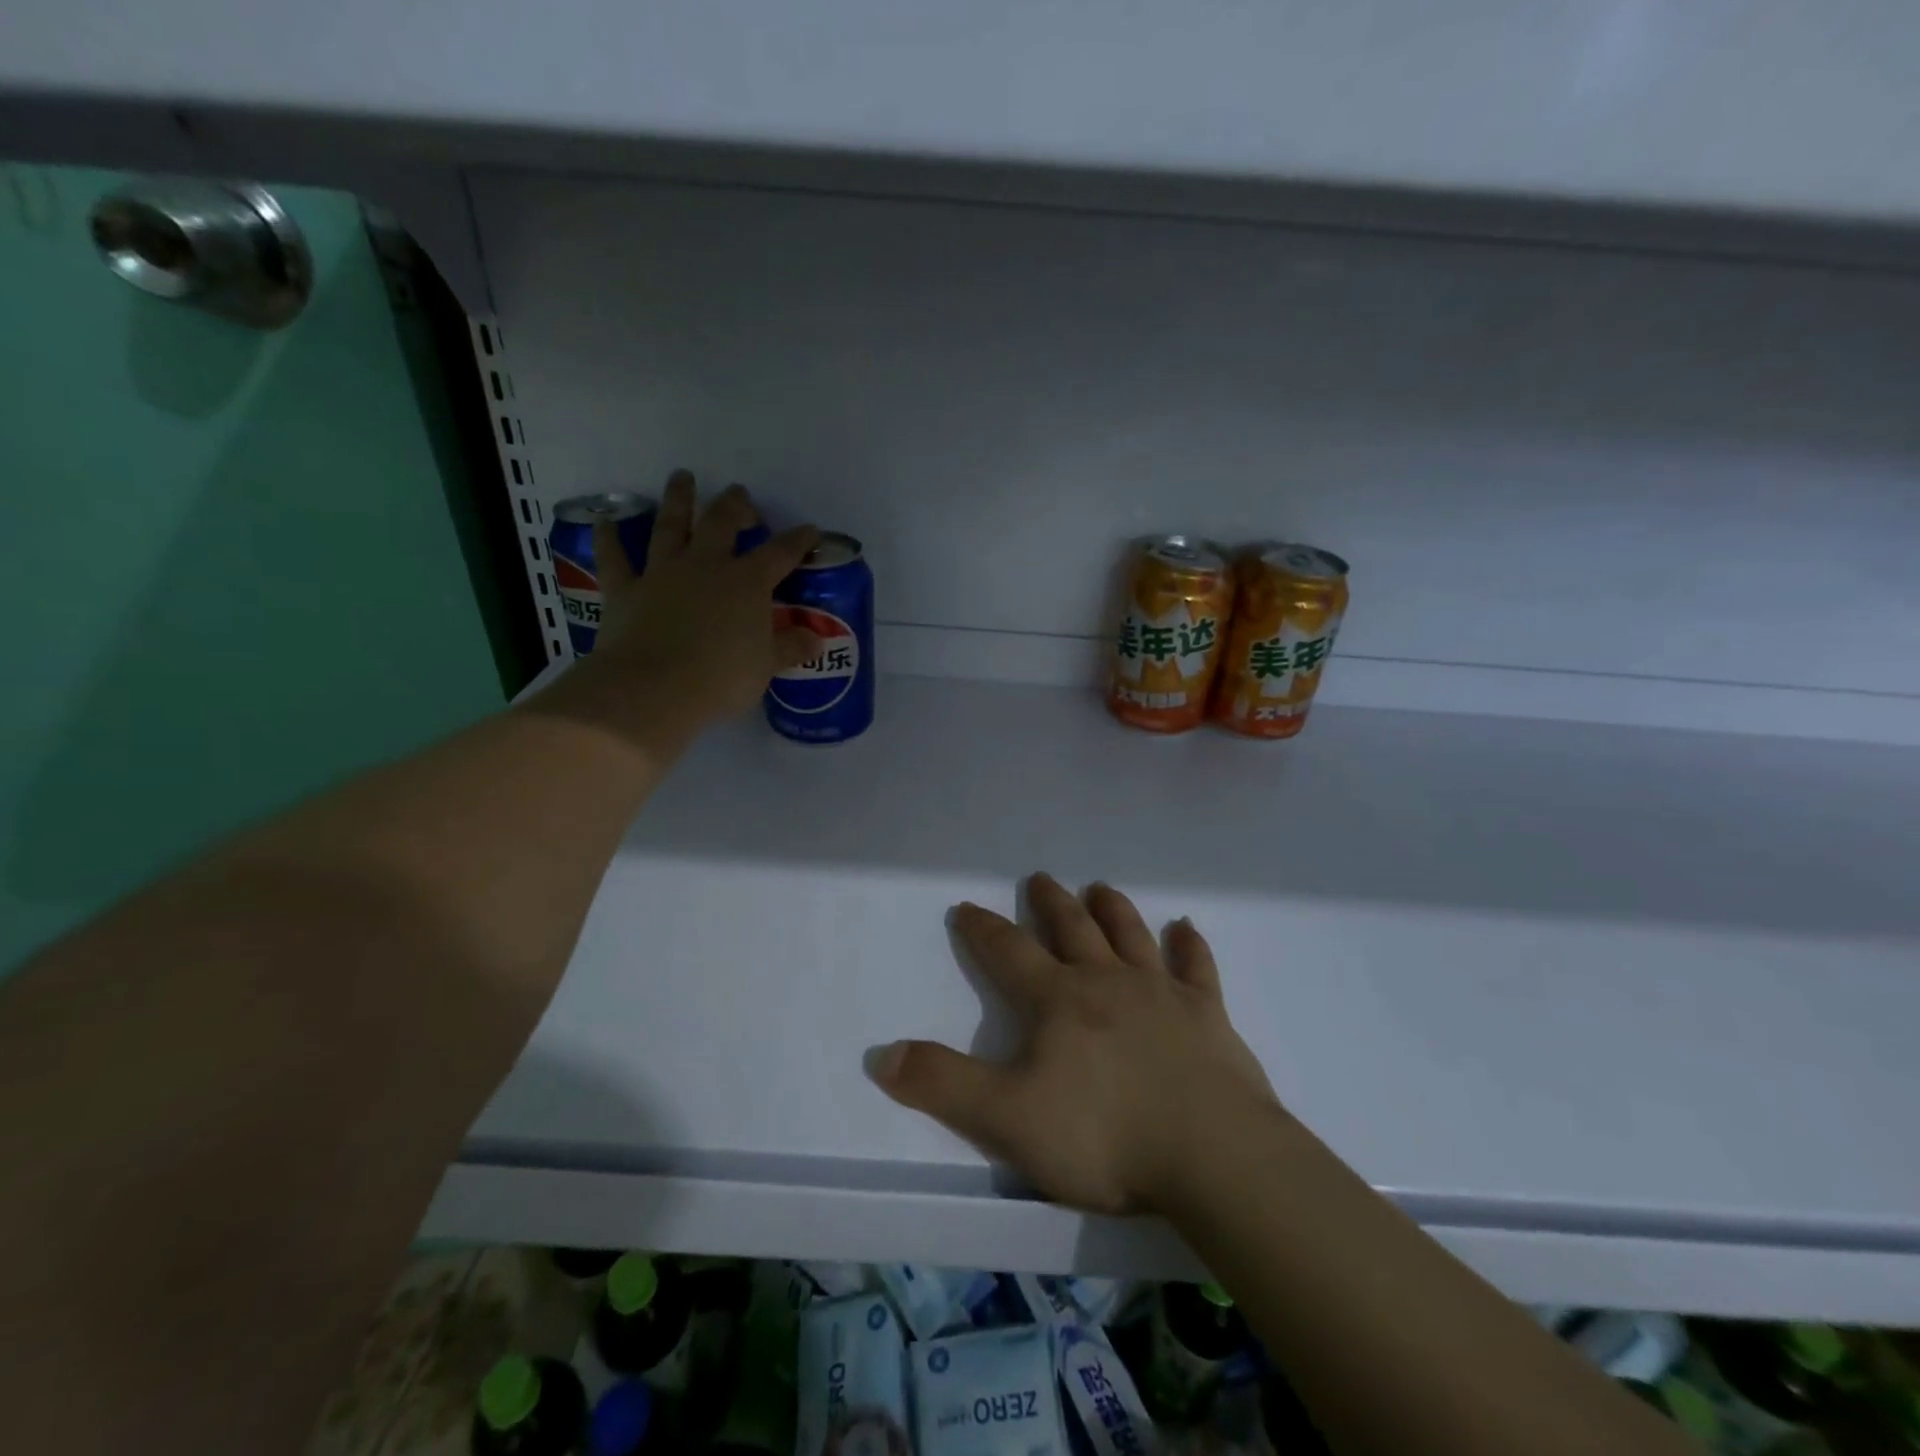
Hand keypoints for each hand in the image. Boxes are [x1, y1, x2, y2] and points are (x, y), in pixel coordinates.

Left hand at [551, 471, 818, 747]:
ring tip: (682, 477)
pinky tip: (605, 521)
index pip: (780, 553)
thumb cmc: (721, 678)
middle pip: (721, 522)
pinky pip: (614, 558)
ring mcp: (662, 573)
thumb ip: (790, 648)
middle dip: (734, 505)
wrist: (654, 689)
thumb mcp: (766, 666)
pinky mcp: (625, 589)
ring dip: (678, 499)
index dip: (798, 540)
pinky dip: (609, 538)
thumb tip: (817, 639)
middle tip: (740, 494)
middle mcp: (706, 565)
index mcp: (747, 583)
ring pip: (670, 526)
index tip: (810, 530)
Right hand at [871, 874, 1281, 1215]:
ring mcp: (1162, 993)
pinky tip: (1187, 928)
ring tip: (1100, 887)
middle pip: (1073, 930)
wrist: (1213, 1155)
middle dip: (1052, 903)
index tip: (966, 906)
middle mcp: (1108, 982)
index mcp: (1059, 1000)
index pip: (1009, 952)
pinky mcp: (1208, 1015)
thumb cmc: (1104, 1136)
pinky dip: (1191, 946)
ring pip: (1131, 936)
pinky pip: (1197, 968)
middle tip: (1041, 878)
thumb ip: (944, 1086)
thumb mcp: (1008, 1118)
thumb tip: (883, 1055)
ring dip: (1113, 910)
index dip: (984, 929)